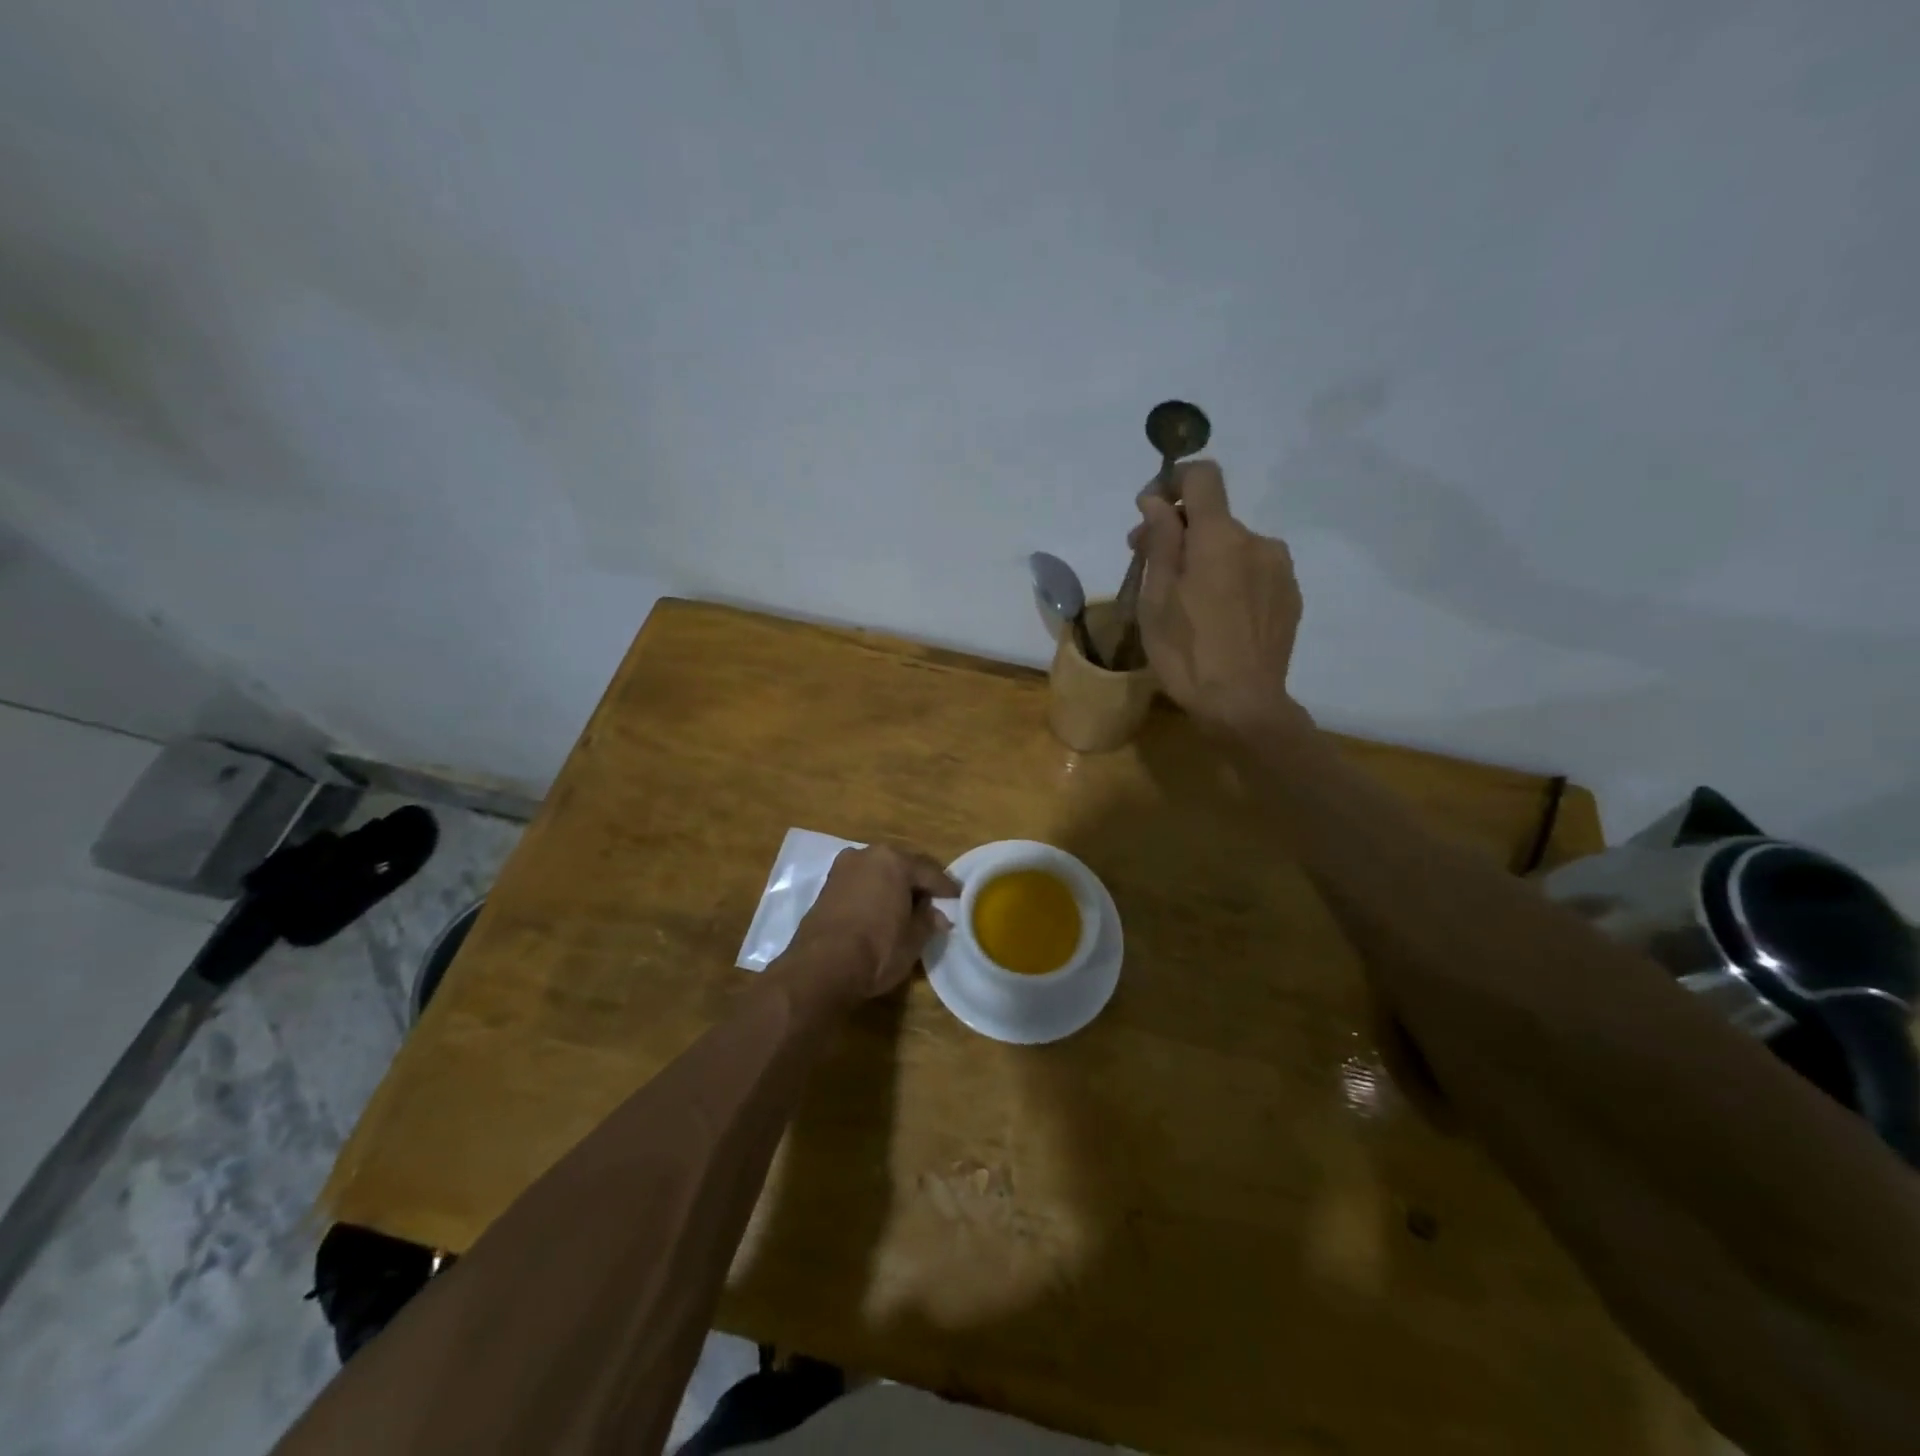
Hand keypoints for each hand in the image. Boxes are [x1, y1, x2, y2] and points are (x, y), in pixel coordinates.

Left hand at [785, 844, 959, 1002]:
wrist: (822, 967)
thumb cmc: (877, 948)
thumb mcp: (913, 939)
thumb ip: (928, 921)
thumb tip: (938, 916)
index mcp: (893, 861)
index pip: (929, 871)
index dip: (946, 887)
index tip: (958, 898)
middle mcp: (867, 855)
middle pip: (901, 867)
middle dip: (917, 884)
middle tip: (933, 902)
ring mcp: (842, 869)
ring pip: (877, 874)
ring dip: (892, 888)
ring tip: (906, 908)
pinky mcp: (826, 888)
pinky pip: (860, 885)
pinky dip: (873, 894)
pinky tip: (880, 912)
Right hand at [1130, 460, 1304, 736]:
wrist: (1243, 704)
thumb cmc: (1187, 652)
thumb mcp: (1156, 598)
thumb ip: (1160, 541)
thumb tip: (1158, 500)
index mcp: (1220, 537)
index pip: (1203, 476)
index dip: (1173, 482)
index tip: (1150, 510)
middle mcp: (1257, 541)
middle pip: (1214, 517)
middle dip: (1180, 532)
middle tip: (1151, 566)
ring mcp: (1280, 569)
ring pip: (1234, 546)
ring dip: (1208, 559)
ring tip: (1188, 601)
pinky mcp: (1290, 595)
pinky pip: (1253, 571)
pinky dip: (1231, 579)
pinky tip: (1218, 617)